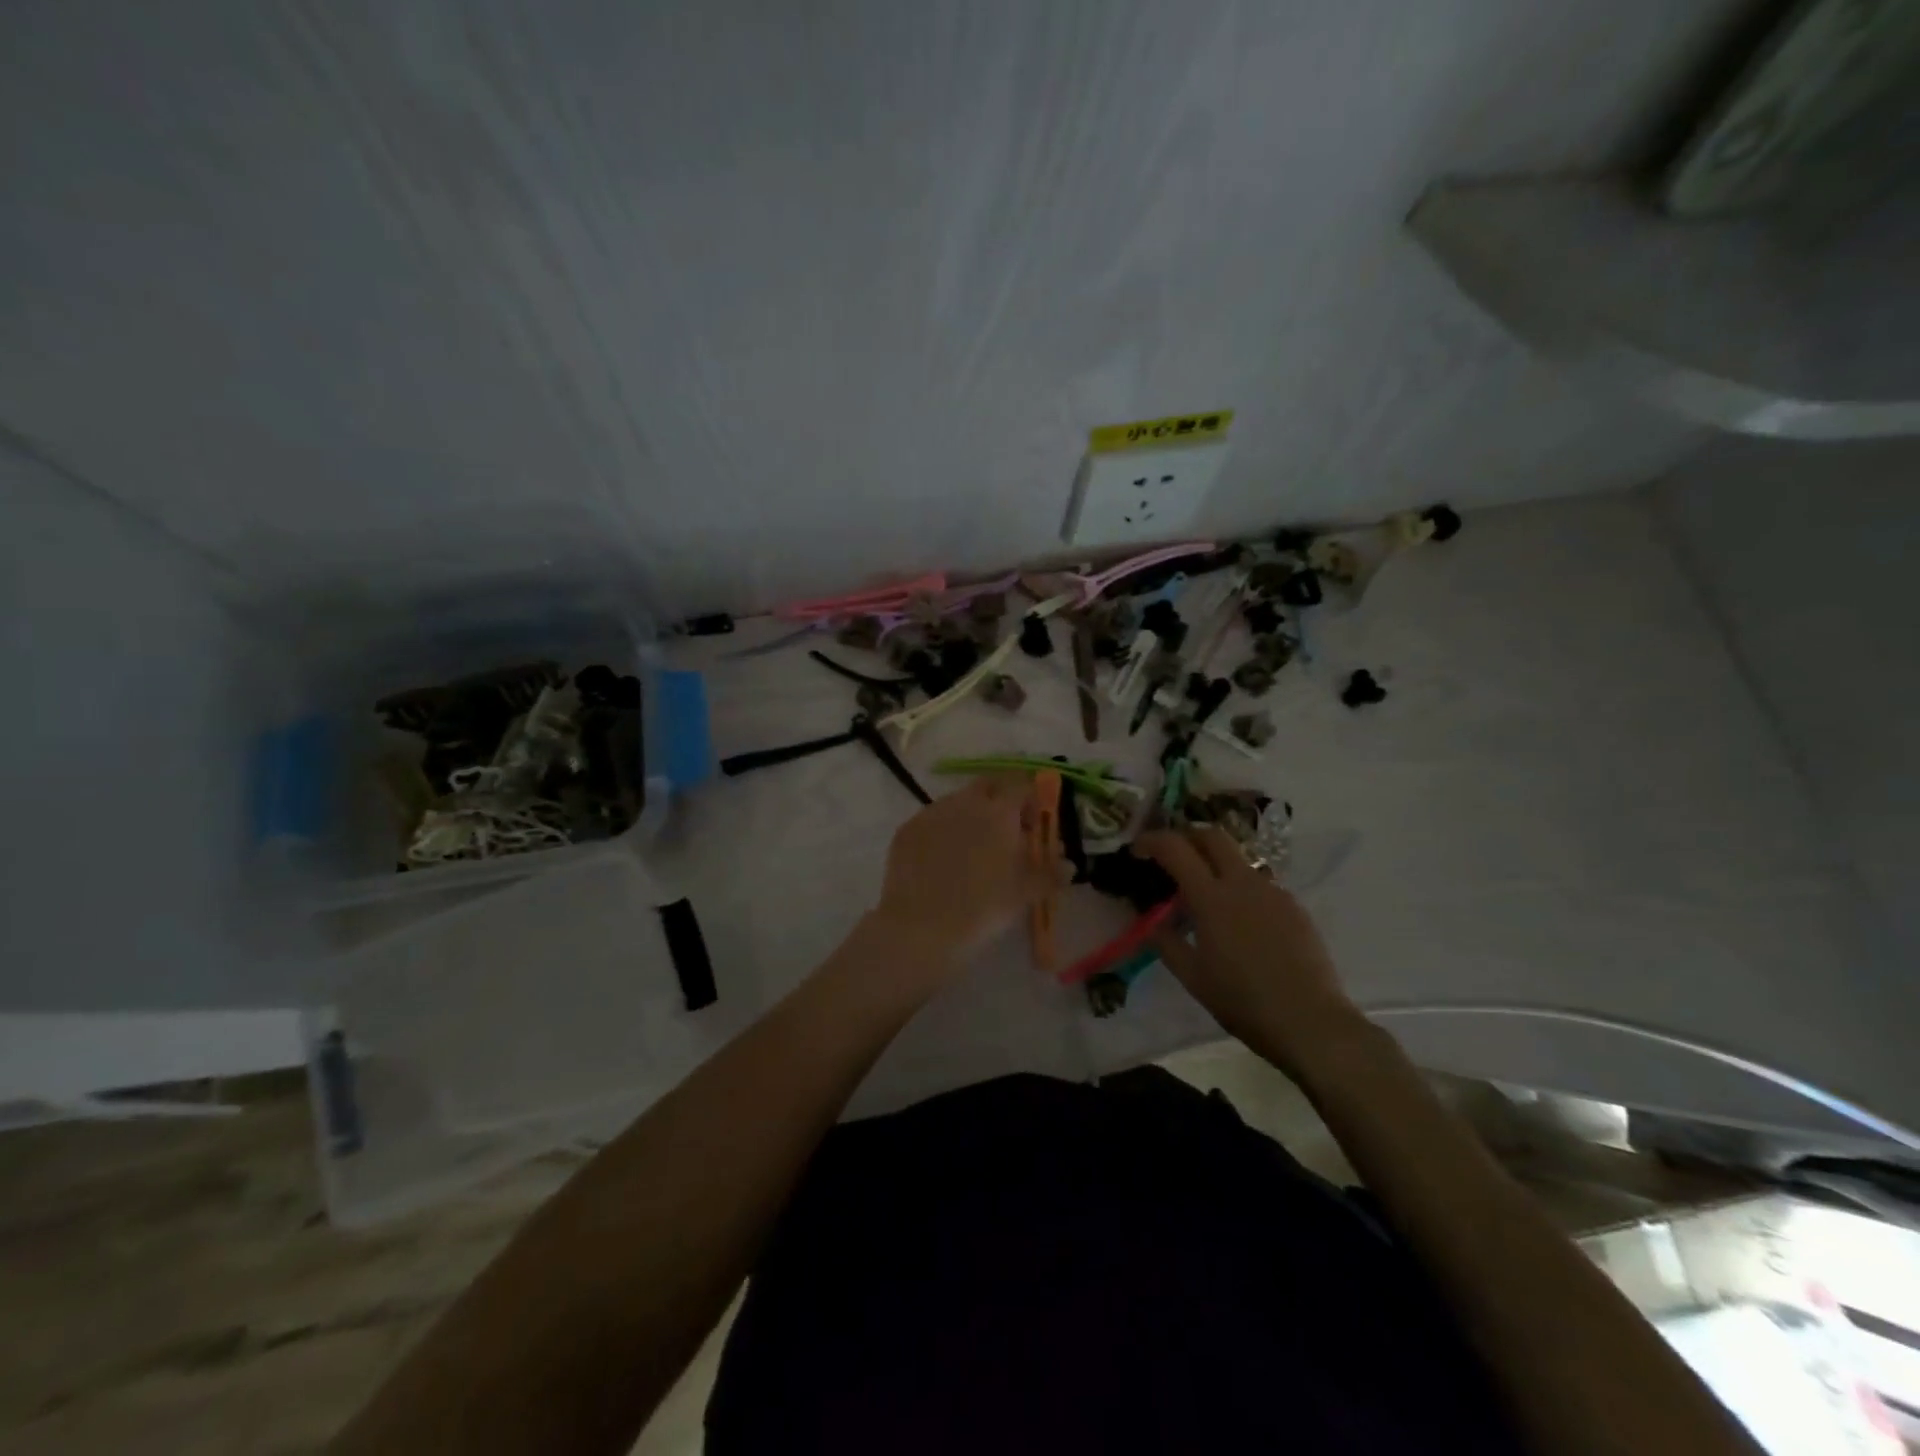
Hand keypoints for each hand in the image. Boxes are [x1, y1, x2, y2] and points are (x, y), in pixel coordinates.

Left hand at [867, 775, 1055, 974]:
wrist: (920, 928)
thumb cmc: (982, 908)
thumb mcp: (1024, 894)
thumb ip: (1050, 874)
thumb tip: (1068, 864)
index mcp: (998, 811)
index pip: (1022, 785)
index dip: (1032, 800)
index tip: (1034, 824)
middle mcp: (964, 802)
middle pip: (989, 786)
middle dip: (1001, 800)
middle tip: (1007, 831)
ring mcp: (931, 813)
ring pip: (958, 801)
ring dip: (971, 815)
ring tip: (973, 850)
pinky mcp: (907, 830)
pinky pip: (933, 820)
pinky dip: (944, 831)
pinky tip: (943, 861)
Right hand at [1136, 826, 1363, 1071]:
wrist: (1311, 1022)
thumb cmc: (1243, 1001)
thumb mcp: (1192, 977)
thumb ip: (1166, 942)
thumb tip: (1152, 922)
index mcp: (1212, 897)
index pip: (1175, 848)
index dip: (1152, 841)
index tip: (1138, 851)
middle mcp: (1243, 883)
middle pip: (1213, 836)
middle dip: (1187, 837)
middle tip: (1172, 857)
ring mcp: (1273, 892)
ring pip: (1238, 860)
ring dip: (1215, 865)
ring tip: (1206, 898)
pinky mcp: (1295, 907)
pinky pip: (1260, 885)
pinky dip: (1240, 890)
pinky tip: (1240, 924)